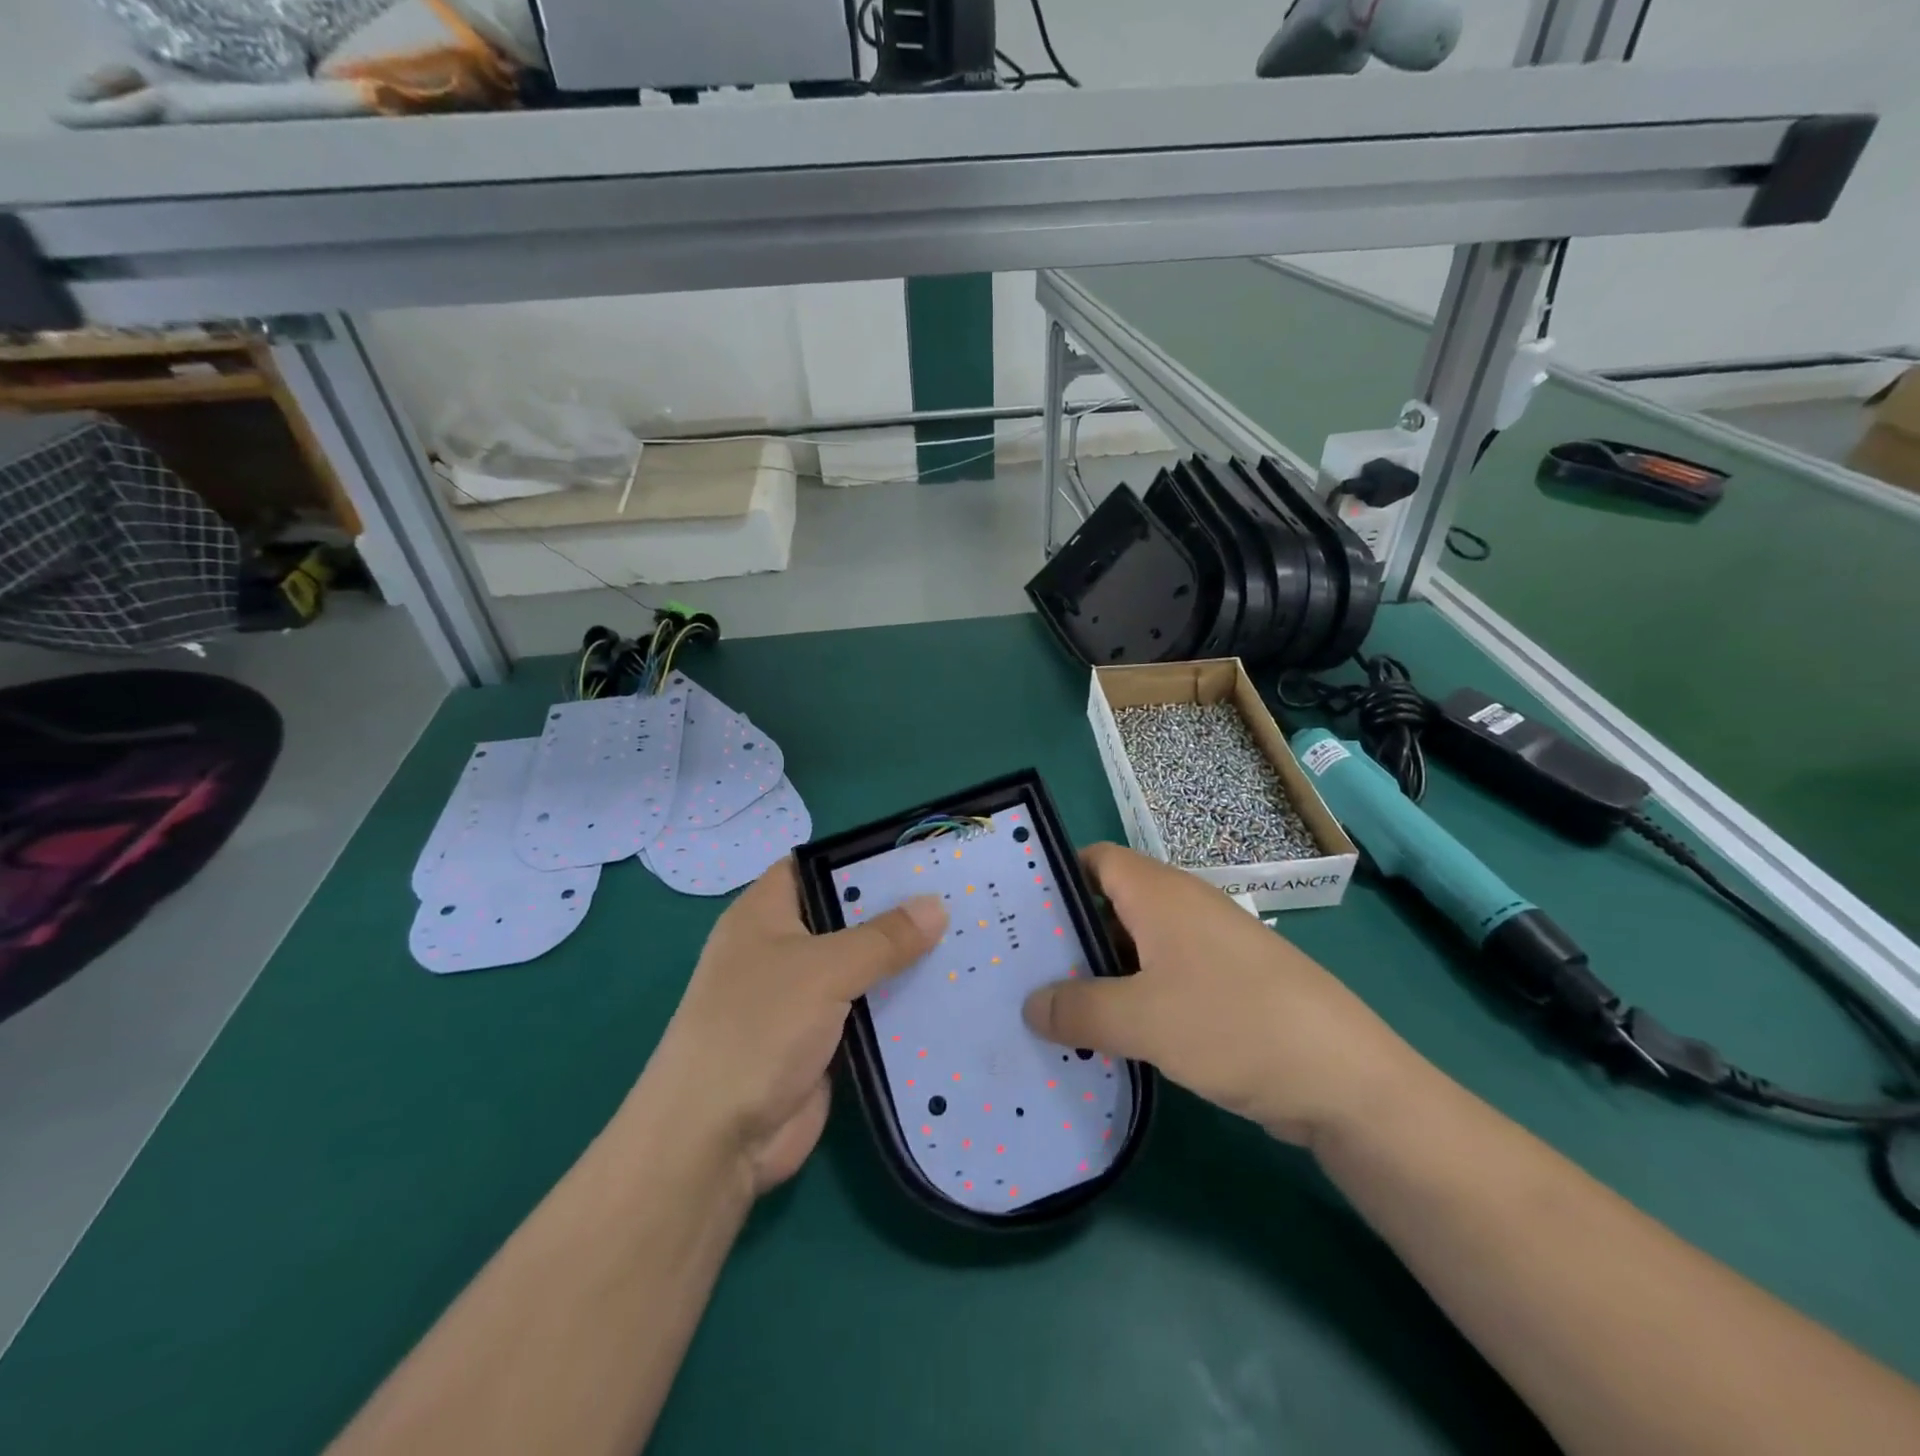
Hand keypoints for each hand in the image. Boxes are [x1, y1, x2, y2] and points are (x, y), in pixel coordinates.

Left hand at [639, 858, 946, 1195]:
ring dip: (903, 960)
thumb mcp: (824, 970)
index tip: (916, 857)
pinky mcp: (821, 1041)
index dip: (859, 858)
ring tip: (966, 938)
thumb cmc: (758, 1028)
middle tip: (957, 895)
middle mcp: (781, 949)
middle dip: (895, 909)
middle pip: (845, 917)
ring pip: (861, 966)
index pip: (814, 866)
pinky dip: (899, 1005)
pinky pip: (867, 1011)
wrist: (714, 1141)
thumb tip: (937, 906)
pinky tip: (948, 993)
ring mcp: (801, 998)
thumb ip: (883, 938)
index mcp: (765, 914)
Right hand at [1022, 843, 1427, 1146]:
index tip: (1016, 914)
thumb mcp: (1142, 1019)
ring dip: (1097, 974)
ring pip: (1134, 948)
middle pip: (1109, 905)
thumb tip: (1030, 1006)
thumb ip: (1078, 1009)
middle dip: (1066, 936)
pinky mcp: (1223, 987)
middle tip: (1020, 970)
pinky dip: (1131, 1000)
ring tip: (1050, 1009)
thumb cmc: (1234, 1024)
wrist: (1345, 1079)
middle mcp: (1182, 909)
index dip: (1055, 878)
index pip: (1094, 860)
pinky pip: (1160, 980)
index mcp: (1160, 893)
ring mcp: (1206, 949)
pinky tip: (1106, 1037)